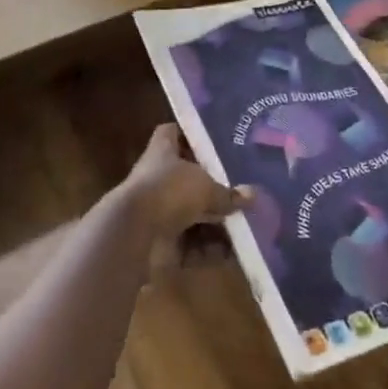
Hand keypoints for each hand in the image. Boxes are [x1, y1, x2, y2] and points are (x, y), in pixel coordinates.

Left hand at [119, 124, 250, 241]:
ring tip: (245, 228)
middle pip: (187, 178)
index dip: (190, 134)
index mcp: (162, 151)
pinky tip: (234, 255)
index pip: (172, 133)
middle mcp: (158, 177)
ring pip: (192, 214)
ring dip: (215, 223)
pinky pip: (190, 244)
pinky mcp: (160, 241)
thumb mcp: (205, 187)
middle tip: (242, 192)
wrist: (135, 233)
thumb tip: (253, 194)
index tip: (214, 141)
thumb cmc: (169, 191)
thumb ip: (228, 193)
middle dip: (213, 188)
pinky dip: (209, 250)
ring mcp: (157, 210)